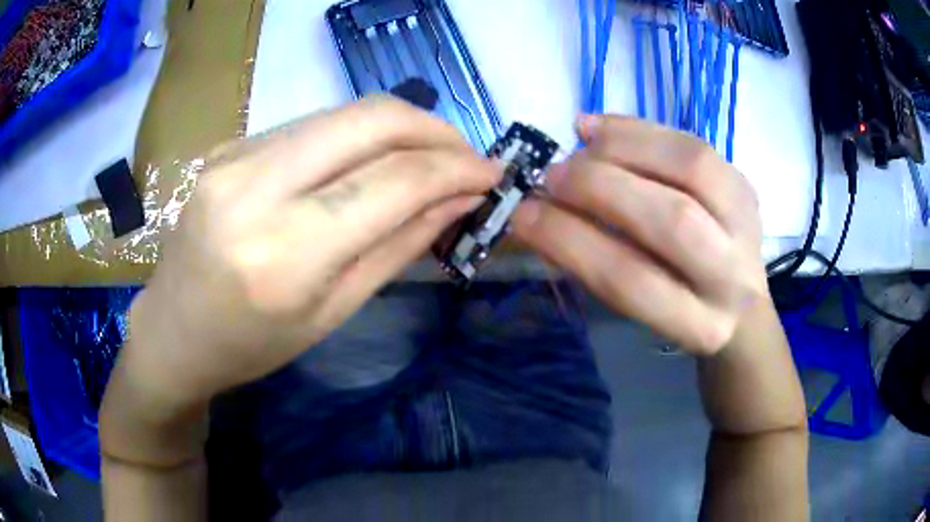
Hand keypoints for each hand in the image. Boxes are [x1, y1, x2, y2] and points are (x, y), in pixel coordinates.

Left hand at [117, 97, 500, 412]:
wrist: (174, 330)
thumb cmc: (252, 344)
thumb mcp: (333, 312)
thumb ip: (399, 245)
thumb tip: (459, 198)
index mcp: (283, 252)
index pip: (392, 181)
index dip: (454, 169)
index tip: (491, 173)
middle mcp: (254, 186)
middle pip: (370, 119)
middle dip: (434, 129)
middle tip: (465, 156)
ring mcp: (235, 154)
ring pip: (342, 113)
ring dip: (399, 128)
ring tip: (427, 158)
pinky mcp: (230, 144)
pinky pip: (311, 125)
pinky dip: (355, 136)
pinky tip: (368, 162)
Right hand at [513, 115, 767, 355]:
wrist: (739, 304)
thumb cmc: (676, 309)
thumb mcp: (637, 310)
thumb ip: (595, 265)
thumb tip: (538, 213)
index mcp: (699, 325)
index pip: (631, 279)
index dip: (571, 241)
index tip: (523, 215)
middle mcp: (733, 276)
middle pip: (673, 220)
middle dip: (600, 187)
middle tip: (552, 176)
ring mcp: (747, 224)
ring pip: (691, 167)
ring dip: (624, 146)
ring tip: (579, 143)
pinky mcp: (746, 186)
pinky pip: (692, 143)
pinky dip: (641, 129)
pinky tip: (600, 128)